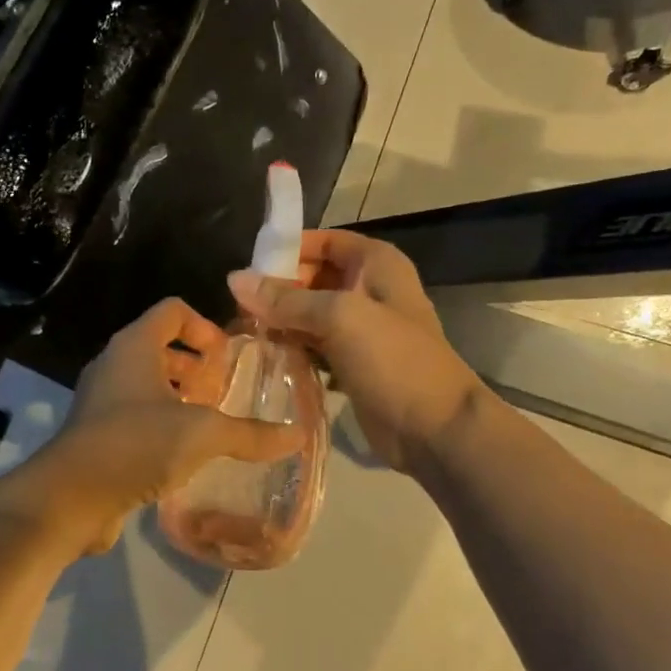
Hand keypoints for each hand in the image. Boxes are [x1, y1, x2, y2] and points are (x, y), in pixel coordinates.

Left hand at [8, 298, 303, 555]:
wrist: (70, 497)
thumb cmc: (137, 444)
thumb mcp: (201, 434)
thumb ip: (249, 433)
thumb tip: (297, 435)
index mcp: (134, 346)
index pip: (172, 311)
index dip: (205, 326)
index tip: (227, 358)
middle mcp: (114, 365)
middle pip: (160, 348)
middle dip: (195, 367)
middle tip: (223, 392)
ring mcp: (101, 401)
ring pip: (147, 385)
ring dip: (180, 399)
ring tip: (210, 425)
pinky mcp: (97, 435)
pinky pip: (136, 417)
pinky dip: (162, 426)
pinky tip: (185, 455)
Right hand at [229, 230, 482, 474]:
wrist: (435, 428)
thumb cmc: (394, 360)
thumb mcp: (340, 318)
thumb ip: (287, 299)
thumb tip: (235, 279)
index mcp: (376, 265)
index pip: (323, 242)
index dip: (287, 250)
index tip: (248, 269)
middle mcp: (368, 290)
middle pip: (312, 278)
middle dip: (277, 290)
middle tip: (237, 307)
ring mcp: (361, 330)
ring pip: (310, 315)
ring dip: (280, 323)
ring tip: (242, 332)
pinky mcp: (352, 364)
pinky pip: (314, 347)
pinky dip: (292, 349)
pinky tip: (264, 357)